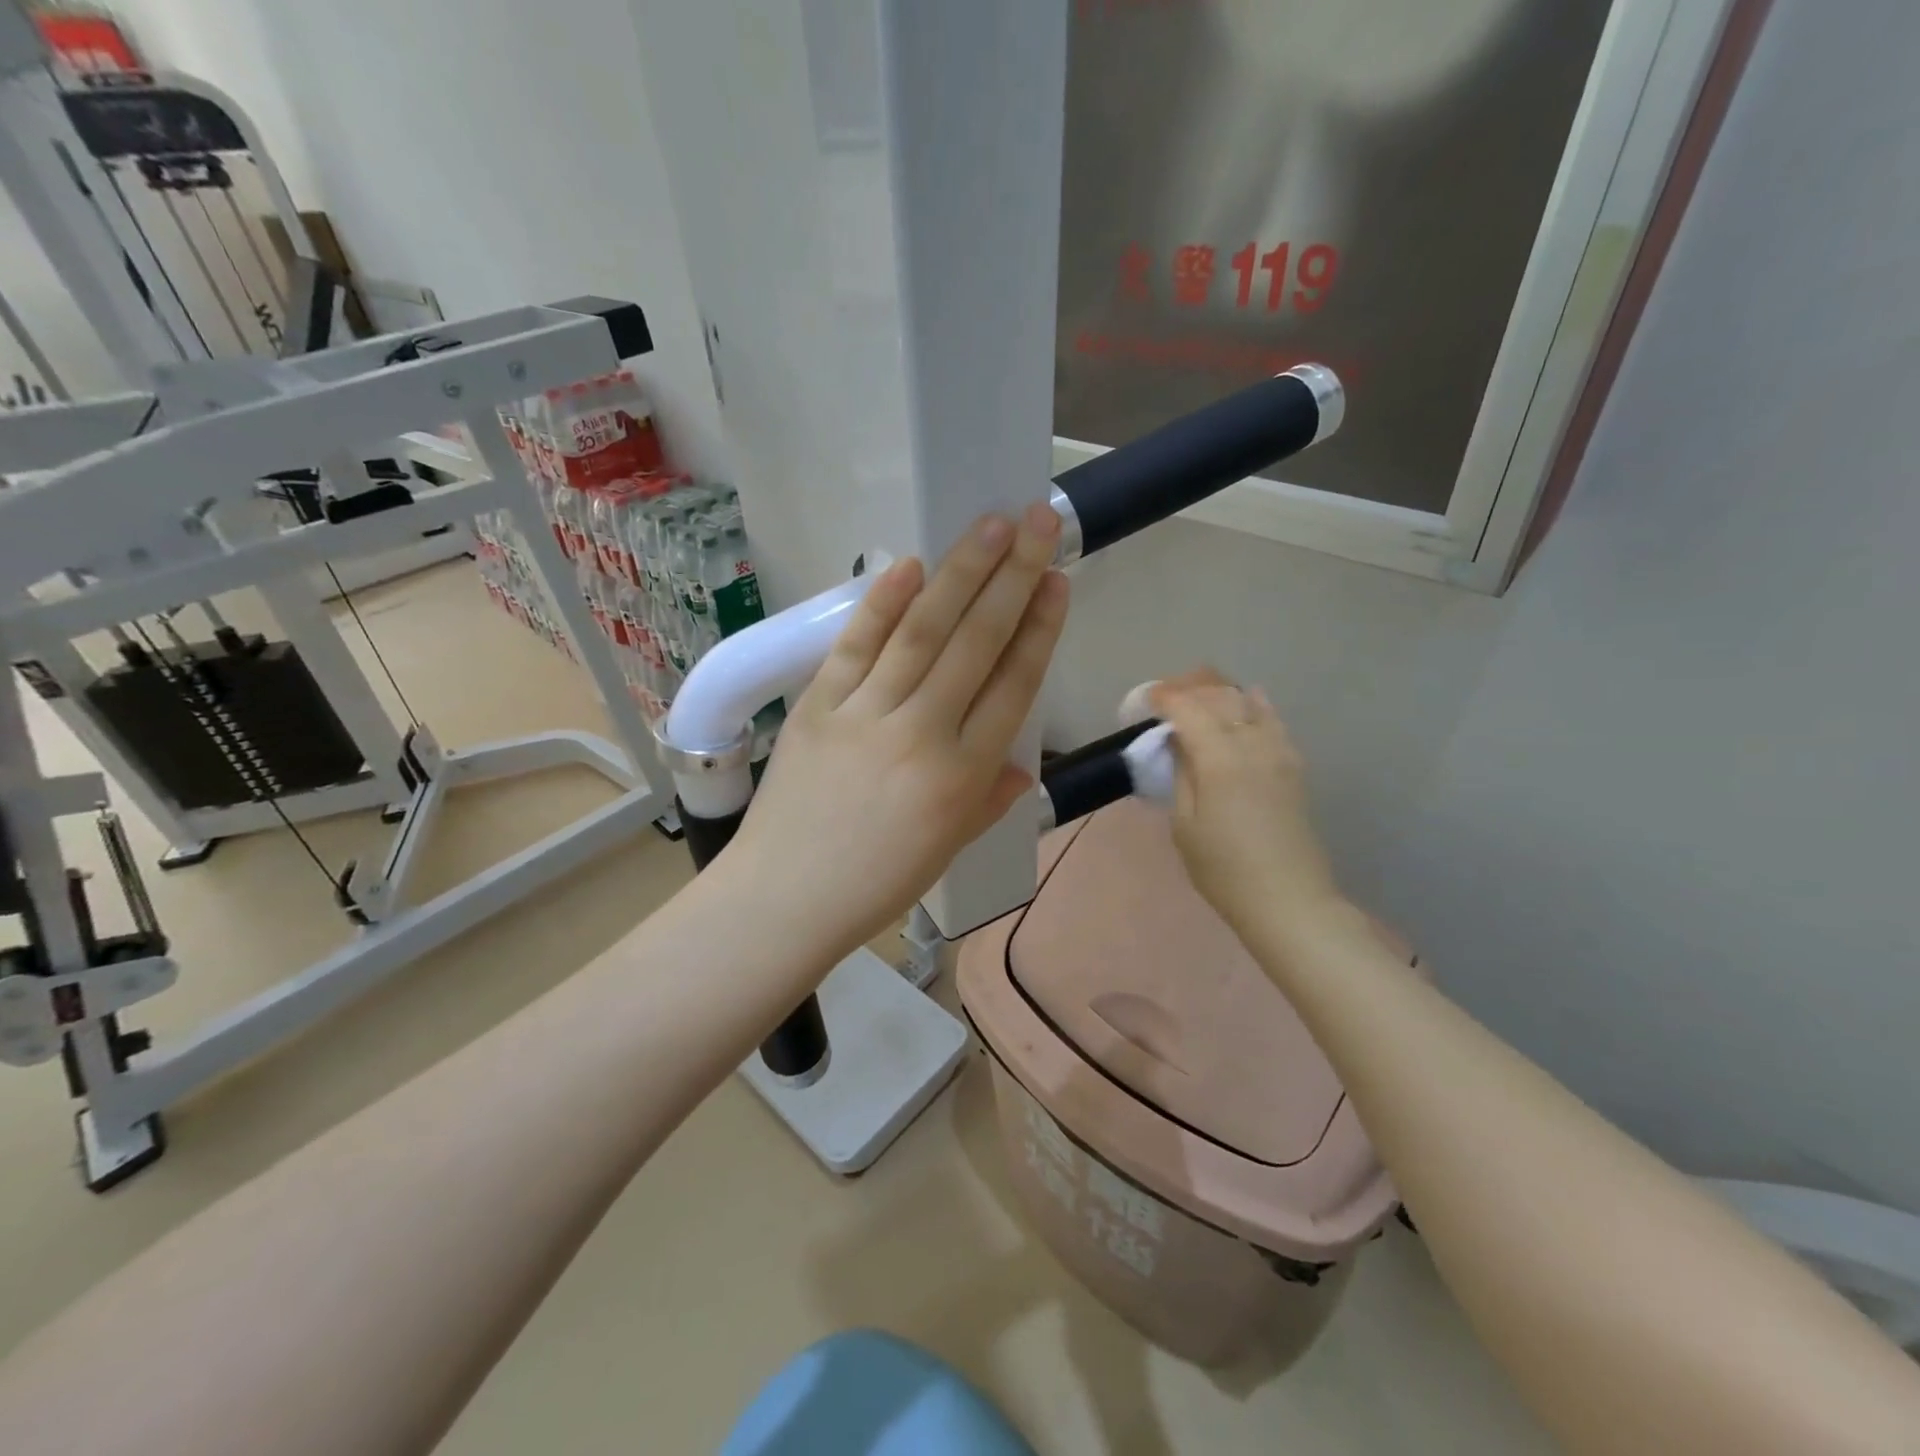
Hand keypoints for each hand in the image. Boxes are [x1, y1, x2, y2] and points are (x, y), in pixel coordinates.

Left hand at [725, 504, 1068, 960]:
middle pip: (976, 643)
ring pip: (922, 633)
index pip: (1014, 686)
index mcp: (963, 775)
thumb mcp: (949, 847)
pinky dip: (882, 604)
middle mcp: (923, 734)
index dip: (1039, 628)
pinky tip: (909, 565)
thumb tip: (1017, 765)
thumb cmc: (876, 884)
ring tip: (991, 525)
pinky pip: (855, 648)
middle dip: (1013, 577)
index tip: (1056, 581)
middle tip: (1038, 521)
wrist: (785, 898)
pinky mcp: (818, 706)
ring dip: (960, 573)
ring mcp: (866, 715)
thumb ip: (987, 798)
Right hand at [1148, 669, 1343, 938]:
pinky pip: (1274, 721)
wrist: (1287, 900)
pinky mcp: (1294, 767)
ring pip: (1249, 704)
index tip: (1147, 698)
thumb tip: (1179, 743)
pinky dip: (1256, 705)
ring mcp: (1279, 753)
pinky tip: (1248, 700)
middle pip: (1221, 698)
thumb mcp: (1185, 825)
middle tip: (1168, 695)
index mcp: (1220, 760)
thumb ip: (1182, 775)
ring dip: (1222, 693)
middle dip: (1192, 688)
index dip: (1166, 698)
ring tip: (1200, 695)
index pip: (1189, 710)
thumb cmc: (1223, 869)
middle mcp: (1252, 745)